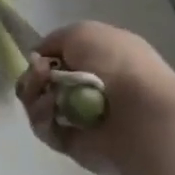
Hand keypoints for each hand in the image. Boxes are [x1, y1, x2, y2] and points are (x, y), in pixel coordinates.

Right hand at [16, 21, 170, 174]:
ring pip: (38, 103)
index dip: (42, 57)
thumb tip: (40, 60)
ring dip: (34, 95)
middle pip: (42, 82)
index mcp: (99, 59)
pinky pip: (44, 127)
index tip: (39, 58)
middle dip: (34, 77)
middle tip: (40, 76)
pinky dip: (42, 117)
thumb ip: (53, 41)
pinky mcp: (72, 142)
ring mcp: (80, 116)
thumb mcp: (81, 32)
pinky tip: (51, 111)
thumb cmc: (117, 64)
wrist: (141, 112)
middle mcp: (90, 87)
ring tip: (47, 96)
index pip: (58, 59)